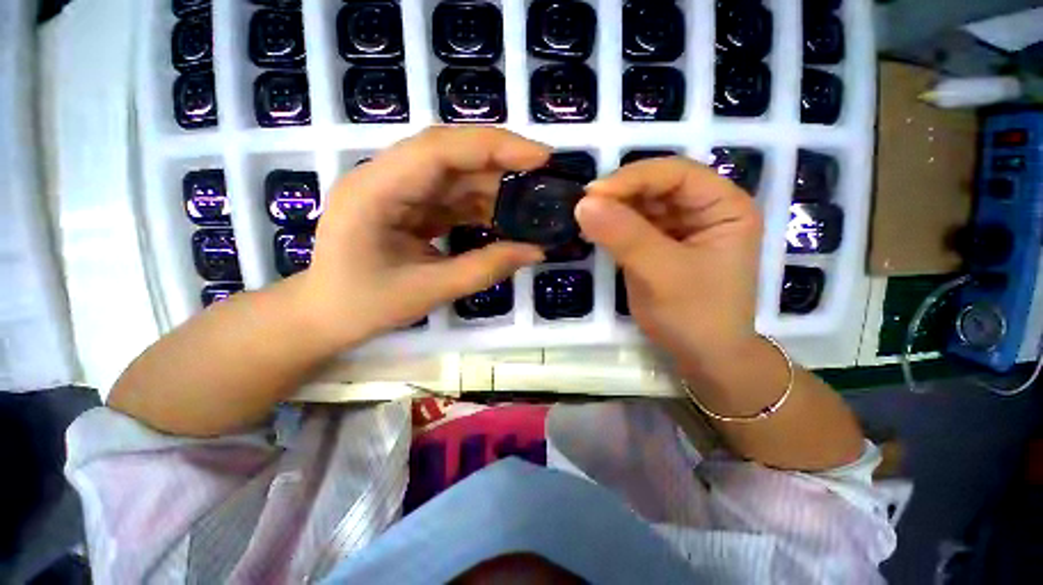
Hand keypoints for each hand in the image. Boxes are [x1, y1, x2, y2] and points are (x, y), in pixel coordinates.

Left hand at [297, 127, 549, 347]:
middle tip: (544, 177)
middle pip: (450, 154)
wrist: (325, 316)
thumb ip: (484, 269)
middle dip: (500, 163)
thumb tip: (535, 251)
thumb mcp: (429, 291)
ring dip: (493, 187)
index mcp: (375, 191)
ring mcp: (396, 190)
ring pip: (454, 175)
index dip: (493, 147)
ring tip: (530, 203)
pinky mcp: (408, 205)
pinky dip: (480, 205)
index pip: (439, 149)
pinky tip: (503, 218)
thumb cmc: (364, 306)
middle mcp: (384, 178)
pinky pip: (450, 196)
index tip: (540, 157)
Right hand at [575, 158, 762, 364]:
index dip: (634, 177)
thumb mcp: (661, 273)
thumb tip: (583, 203)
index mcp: (724, 206)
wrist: (703, 356)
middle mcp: (704, 209)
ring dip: (613, 210)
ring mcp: (680, 227)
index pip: (676, 173)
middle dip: (620, 194)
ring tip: (586, 221)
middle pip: (657, 185)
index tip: (592, 194)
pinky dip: (613, 226)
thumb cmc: (695, 315)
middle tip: (584, 208)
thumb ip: (624, 236)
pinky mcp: (660, 244)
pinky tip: (595, 232)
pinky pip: (633, 225)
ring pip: (641, 204)